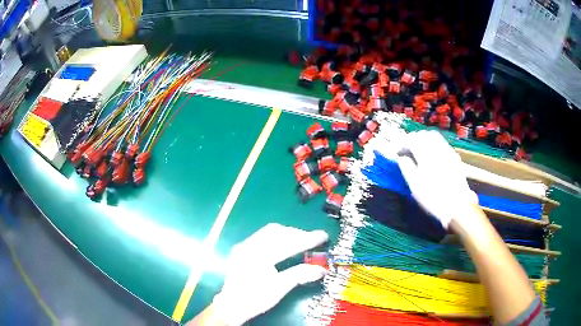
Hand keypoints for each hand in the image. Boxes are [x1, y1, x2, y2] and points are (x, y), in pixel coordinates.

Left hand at [211, 223, 328, 325]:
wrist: (231, 306)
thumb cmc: (255, 299)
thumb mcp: (279, 288)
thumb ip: (300, 275)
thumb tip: (321, 270)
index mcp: (258, 256)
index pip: (288, 243)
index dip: (307, 239)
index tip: (323, 236)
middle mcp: (249, 246)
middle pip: (277, 231)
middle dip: (297, 233)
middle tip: (313, 239)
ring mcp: (243, 246)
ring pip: (268, 231)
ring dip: (287, 234)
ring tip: (301, 240)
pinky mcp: (241, 249)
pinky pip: (262, 236)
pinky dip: (277, 237)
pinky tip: (284, 244)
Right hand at [396, 130, 476, 227]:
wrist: (458, 206)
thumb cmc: (434, 198)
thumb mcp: (415, 187)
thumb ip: (407, 168)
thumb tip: (401, 158)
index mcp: (426, 155)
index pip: (412, 140)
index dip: (402, 143)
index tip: (397, 151)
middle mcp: (438, 149)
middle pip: (424, 134)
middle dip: (413, 138)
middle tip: (406, 148)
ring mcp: (448, 152)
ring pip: (434, 136)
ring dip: (424, 139)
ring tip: (418, 150)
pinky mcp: (455, 157)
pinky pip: (442, 143)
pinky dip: (434, 144)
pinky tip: (432, 155)